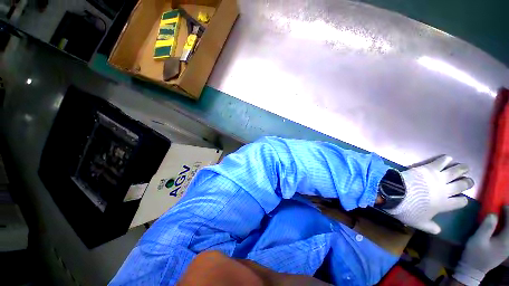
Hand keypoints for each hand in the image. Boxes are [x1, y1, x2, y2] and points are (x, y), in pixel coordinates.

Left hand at [386, 155, 473, 233]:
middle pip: (462, 185)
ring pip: (455, 172)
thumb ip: (430, 227)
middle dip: (467, 182)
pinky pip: (440, 162)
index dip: (463, 200)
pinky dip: (446, 159)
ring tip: (465, 167)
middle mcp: (445, 190)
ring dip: (462, 169)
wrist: (396, 194)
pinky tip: (448, 158)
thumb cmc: (408, 209)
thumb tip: (438, 231)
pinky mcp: (429, 168)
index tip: (463, 198)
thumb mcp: (419, 222)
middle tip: (469, 180)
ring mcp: (438, 178)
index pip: (460, 202)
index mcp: (445, 205)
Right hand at [453, 207, 508, 285]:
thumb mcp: (477, 240)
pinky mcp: (505, 248)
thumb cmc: (475, 254)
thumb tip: (493, 214)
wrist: (473, 269)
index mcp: (505, 241)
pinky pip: (508, 235)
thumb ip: (486, 227)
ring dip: (508, 223)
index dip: (508, 212)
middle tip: (506, 208)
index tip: (503, 204)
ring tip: (505, 215)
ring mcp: (508, 247)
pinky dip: (507, 229)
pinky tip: (503, 226)